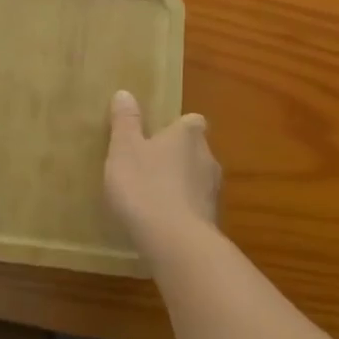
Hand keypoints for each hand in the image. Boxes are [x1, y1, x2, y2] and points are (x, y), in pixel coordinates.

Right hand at [104, 90, 220, 265]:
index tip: (158, 135)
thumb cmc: (145, 186)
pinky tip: (161, 224)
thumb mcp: (124, 149)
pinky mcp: (213, 223)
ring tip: (152, 197)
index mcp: (188, 135)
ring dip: (180, 185)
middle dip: (176, 157)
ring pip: (197, 181)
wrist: (175, 244)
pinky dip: (182, 212)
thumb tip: (125, 93)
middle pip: (195, 150)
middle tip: (148, 165)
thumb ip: (125, 122)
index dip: (177, 127)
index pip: (192, 121)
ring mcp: (214, 193)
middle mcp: (208, 158)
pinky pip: (195, 209)